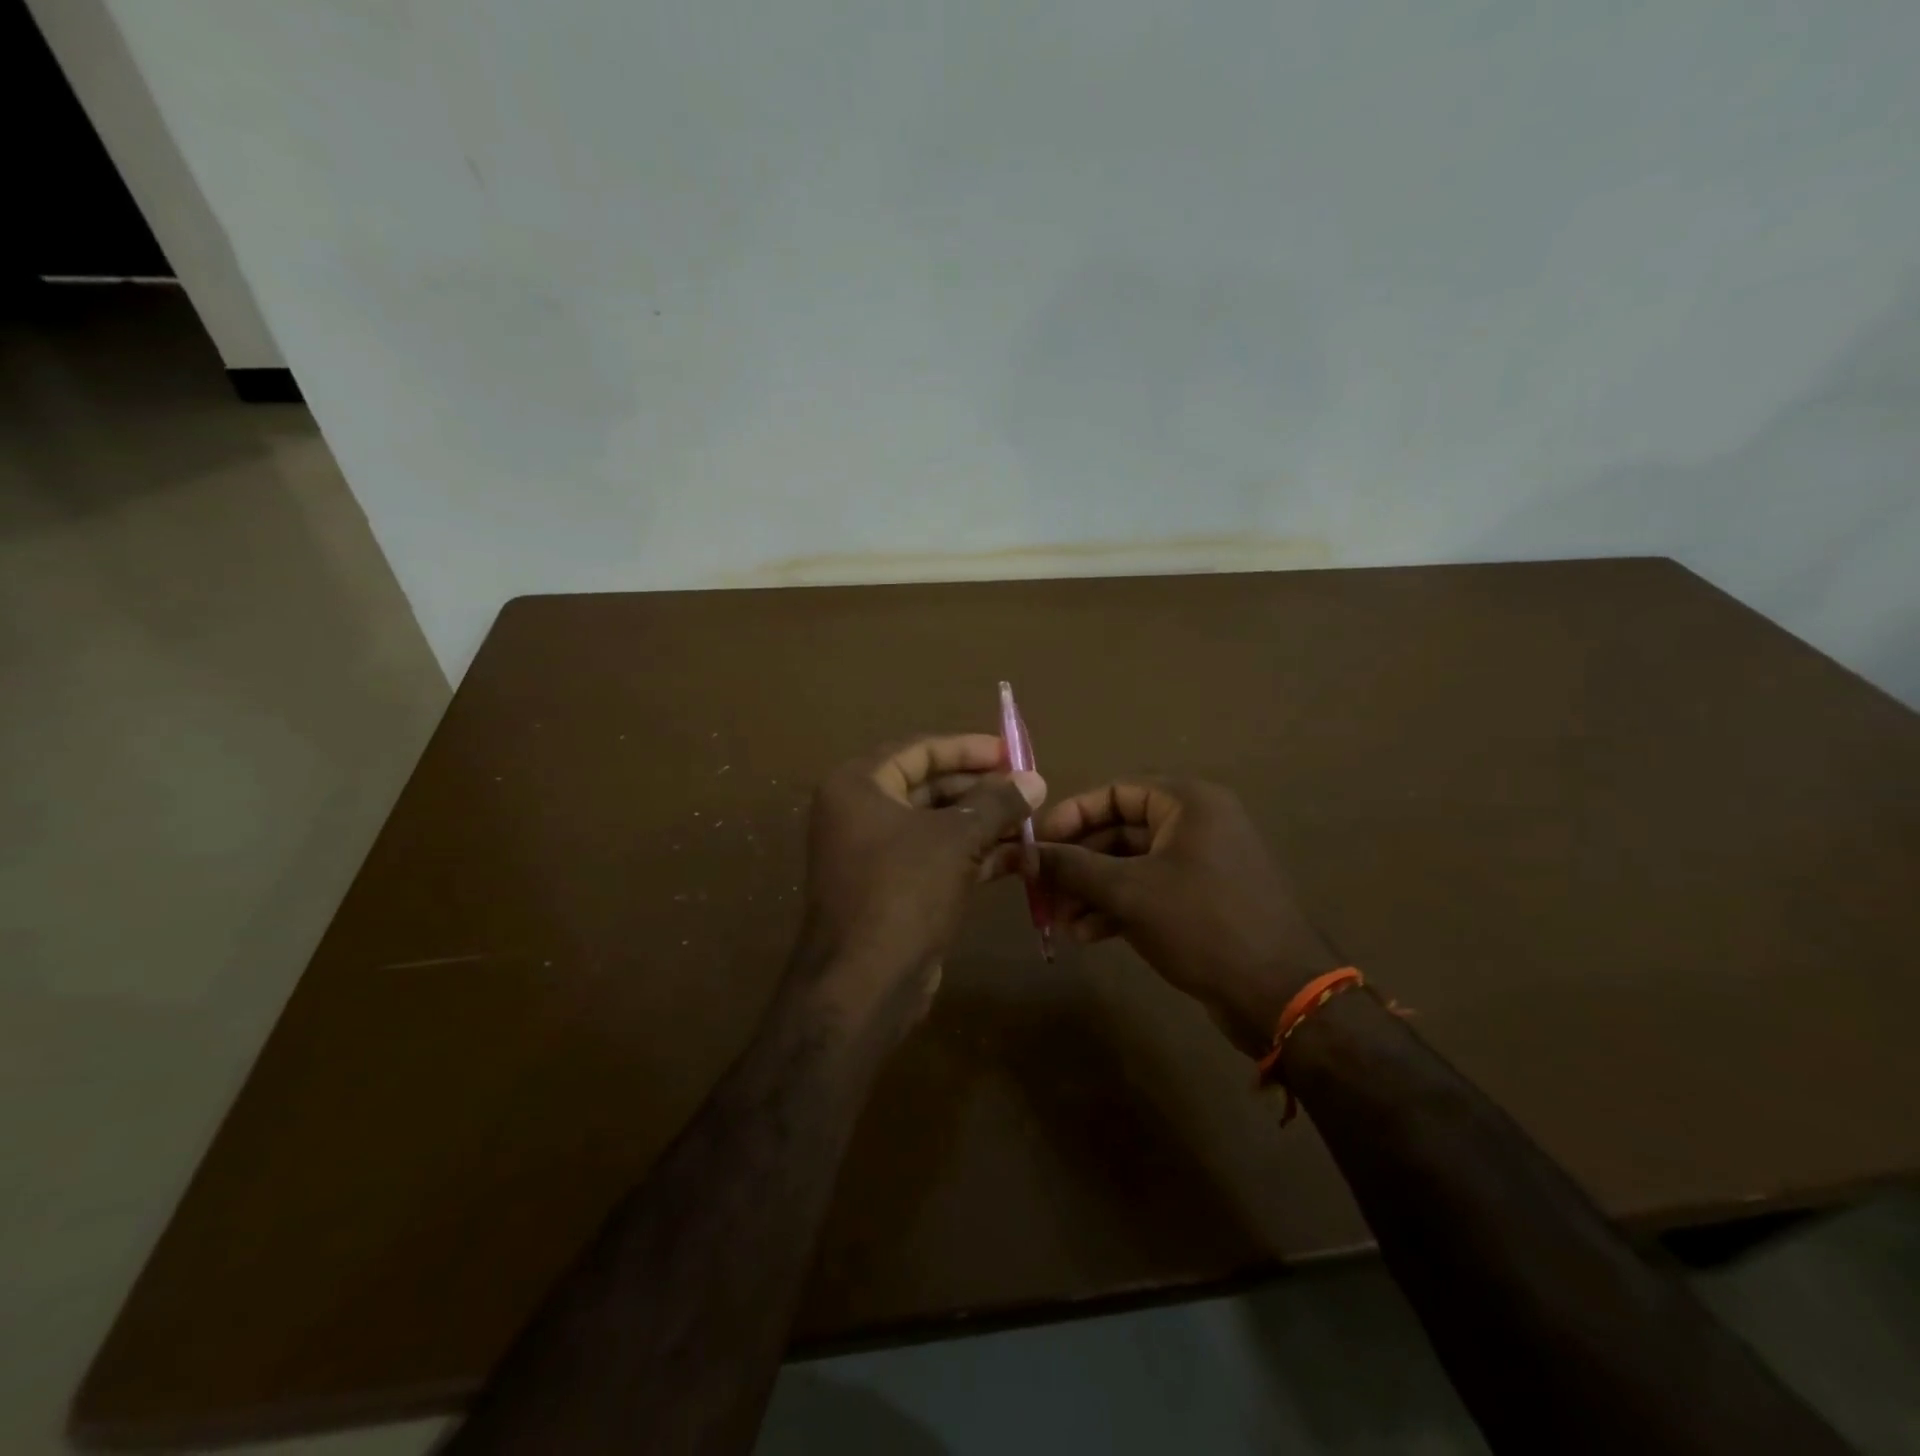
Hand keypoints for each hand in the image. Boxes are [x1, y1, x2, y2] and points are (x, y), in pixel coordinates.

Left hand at [799, 734, 1045, 1030]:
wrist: (865, 984)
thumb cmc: (904, 891)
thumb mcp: (956, 838)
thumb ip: (997, 803)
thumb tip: (1034, 779)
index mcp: (859, 786)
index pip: (919, 750)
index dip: (967, 748)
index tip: (1010, 751)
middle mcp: (860, 813)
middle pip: (929, 786)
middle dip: (981, 788)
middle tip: (1028, 788)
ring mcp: (875, 855)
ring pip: (938, 825)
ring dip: (984, 823)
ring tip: (1033, 820)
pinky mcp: (894, 890)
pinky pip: (938, 858)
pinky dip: (975, 854)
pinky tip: (1020, 856)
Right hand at [1033, 780, 1339, 1056]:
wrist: (1279, 994)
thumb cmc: (1202, 924)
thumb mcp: (1129, 891)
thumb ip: (1072, 867)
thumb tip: (1021, 853)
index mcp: (1188, 803)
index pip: (1115, 792)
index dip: (1071, 815)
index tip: (1035, 843)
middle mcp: (1196, 824)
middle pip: (1119, 830)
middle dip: (1077, 863)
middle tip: (1039, 888)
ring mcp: (1201, 864)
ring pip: (1130, 865)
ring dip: (1092, 890)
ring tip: (1059, 922)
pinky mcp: (1202, 901)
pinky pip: (1148, 891)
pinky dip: (1116, 908)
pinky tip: (1086, 935)